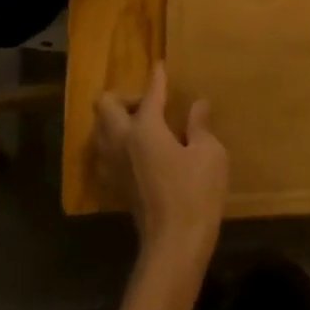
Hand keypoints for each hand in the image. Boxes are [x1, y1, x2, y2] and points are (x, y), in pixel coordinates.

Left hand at [94, 64, 228, 264]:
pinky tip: (139, 153)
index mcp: (144, 128)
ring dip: (116, 120)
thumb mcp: (209, 154)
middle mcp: (120, 141)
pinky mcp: (114, 185)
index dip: (158, 78)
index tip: (160, 66)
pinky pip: (105, 152)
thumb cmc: (197, 193)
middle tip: (151, 105)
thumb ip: (200, 125)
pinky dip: (117, 144)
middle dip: (125, 97)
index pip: (150, 94)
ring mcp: (112, 165)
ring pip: (99, 129)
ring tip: (143, 126)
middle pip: (105, 105)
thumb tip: (197, 105)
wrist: (175, 243)